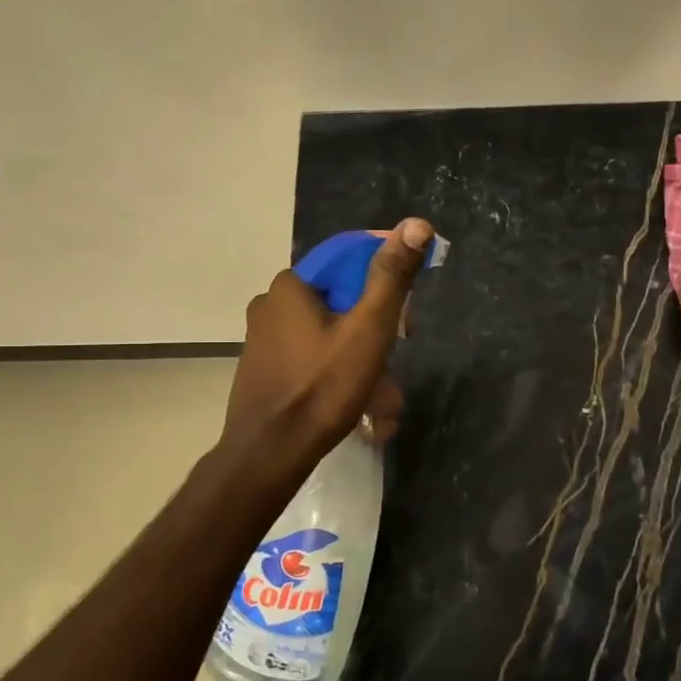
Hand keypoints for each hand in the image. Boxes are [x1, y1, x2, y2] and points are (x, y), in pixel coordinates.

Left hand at [222, 219, 433, 460]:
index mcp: (291, 285)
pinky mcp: (265, 367)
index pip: (350, 260)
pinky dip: (339, 372)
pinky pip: (313, 356)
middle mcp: (271, 303)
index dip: (386, 282)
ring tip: (383, 400)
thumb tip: (416, 224)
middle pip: (342, 300)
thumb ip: (391, 277)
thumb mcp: (368, 330)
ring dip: (362, 359)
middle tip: (396, 357)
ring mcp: (264, 338)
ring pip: (330, 333)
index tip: (406, 319)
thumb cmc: (322, 388)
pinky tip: (358, 404)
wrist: (268, 455)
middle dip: (376, 331)